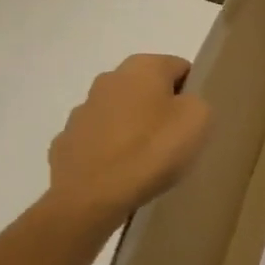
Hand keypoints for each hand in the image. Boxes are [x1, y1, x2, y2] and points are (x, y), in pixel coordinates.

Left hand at [45, 54, 210, 225]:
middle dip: (161, 108)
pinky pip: (99, 141)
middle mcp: (108, 79)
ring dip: (134, 128)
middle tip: (176, 140)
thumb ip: (197, 102)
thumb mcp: (198, 120)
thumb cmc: (152, 150)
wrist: (91, 197)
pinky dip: (112, 151)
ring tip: (149, 161)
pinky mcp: (66, 142)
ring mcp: (82, 111)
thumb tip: (183, 104)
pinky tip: (122, 173)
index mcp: (142, 67)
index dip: (193, 92)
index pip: (180, 68)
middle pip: (148, 89)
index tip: (196, 119)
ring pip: (121, 114)